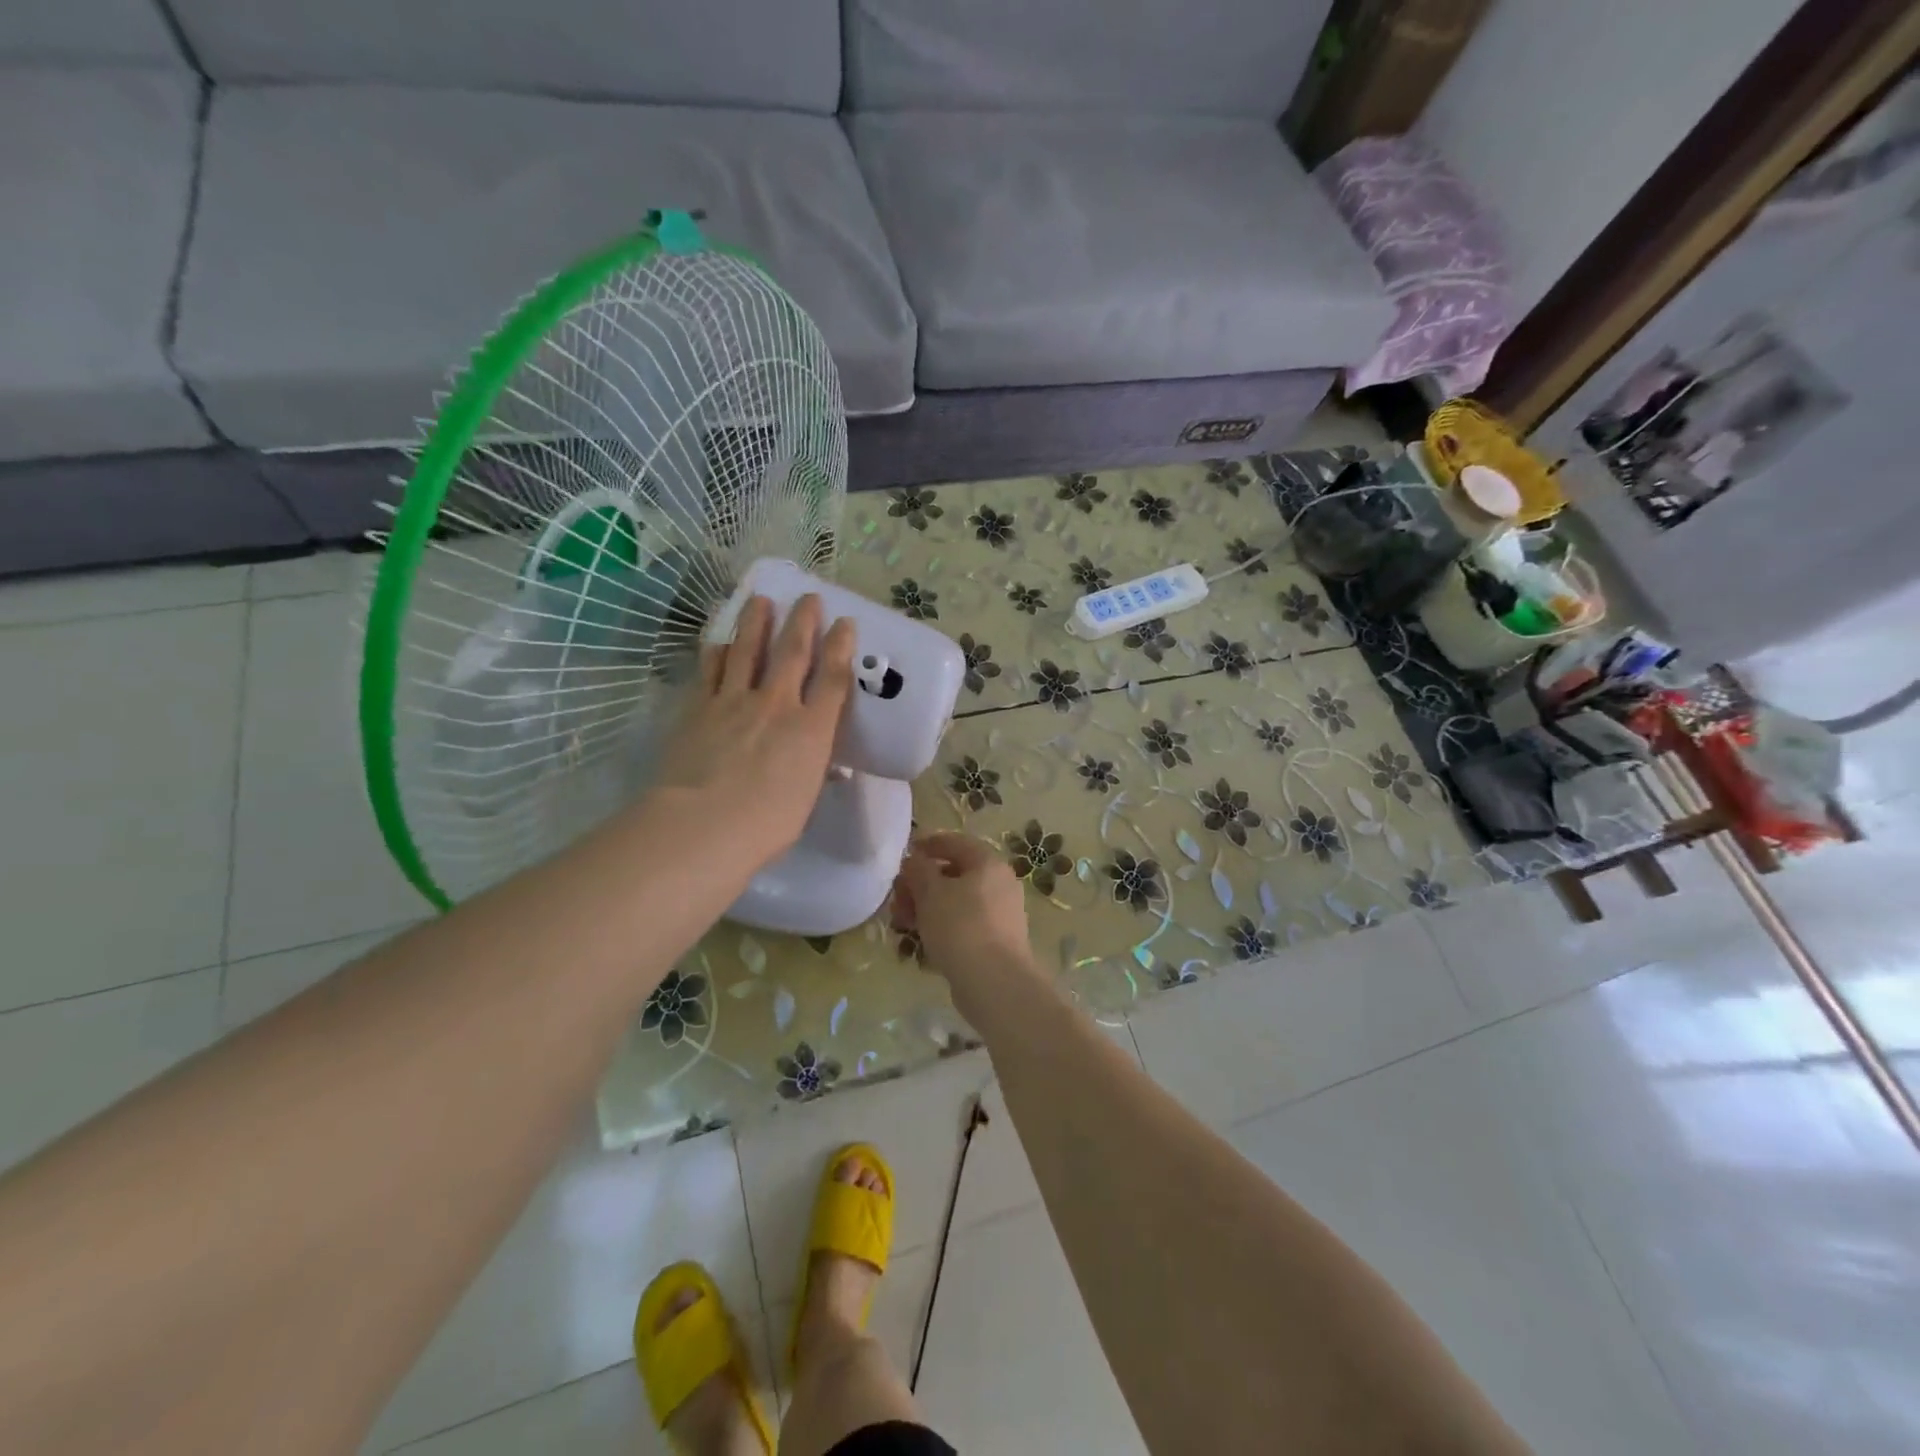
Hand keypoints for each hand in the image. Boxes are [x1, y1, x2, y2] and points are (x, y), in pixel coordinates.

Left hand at [647, 594, 854, 873]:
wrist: (703, 825)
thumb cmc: (765, 825)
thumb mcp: (803, 802)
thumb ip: (813, 775)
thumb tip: (825, 770)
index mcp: (811, 730)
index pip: (833, 678)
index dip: (841, 647)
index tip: (845, 623)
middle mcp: (777, 704)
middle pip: (793, 651)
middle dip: (804, 620)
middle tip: (809, 596)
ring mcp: (734, 701)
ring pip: (747, 650)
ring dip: (756, 622)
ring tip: (761, 600)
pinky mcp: (699, 708)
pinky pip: (709, 672)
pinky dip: (715, 654)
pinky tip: (717, 643)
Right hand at [892, 832, 1041, 1015]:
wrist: (995, 982)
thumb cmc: (960, 926)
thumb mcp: (930, 892)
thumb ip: (918, 870)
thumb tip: (913, 861)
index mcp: (988, 863)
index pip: (956, 842)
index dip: (928, 844)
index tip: (905, 853)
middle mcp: (1000, 884)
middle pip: (954, 874)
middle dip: (921, 884)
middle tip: (897, 898)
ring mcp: (1000, 914)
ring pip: (956, 901)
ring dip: (926, 907)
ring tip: (902, 923)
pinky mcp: (996, 941)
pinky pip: (963, 924)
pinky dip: (941, 926)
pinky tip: (920, 941)